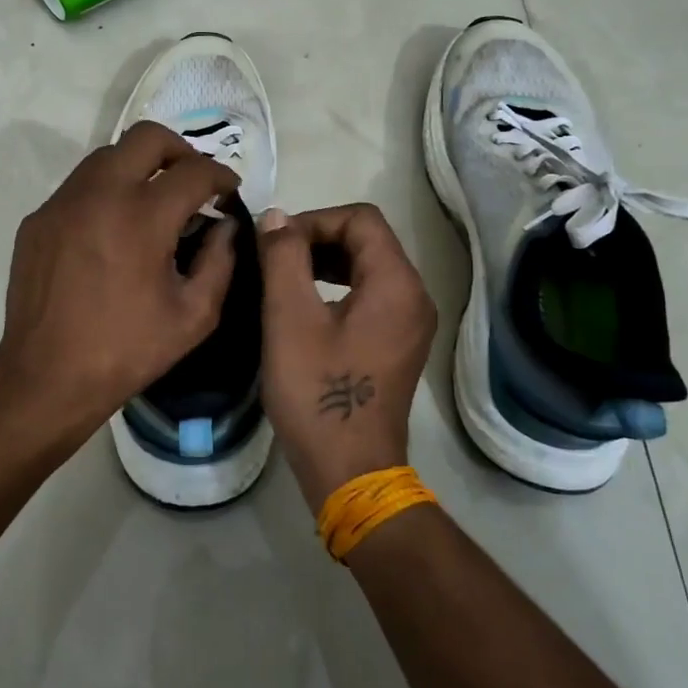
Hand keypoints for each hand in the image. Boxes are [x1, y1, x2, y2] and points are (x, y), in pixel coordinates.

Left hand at [0, 121, 239, 451]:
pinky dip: (105, 193)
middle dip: (179, 150)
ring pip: (106, 156)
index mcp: (143, 217)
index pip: (193, 170)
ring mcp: (62, 204)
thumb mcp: (194, 316)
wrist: (47, 376)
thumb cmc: (127, 350)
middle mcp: (100, 195)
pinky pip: (78, 187)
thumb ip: (221, 261)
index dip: (220, 176)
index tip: (227, 191)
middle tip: (191, 181)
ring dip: (138, 167)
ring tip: (152, 201)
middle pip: (146, 137)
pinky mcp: (38, 220)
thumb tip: (227, 225)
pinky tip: (112, 229)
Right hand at [257, 204, 437, 512]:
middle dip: (317, 238)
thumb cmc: (317, 392)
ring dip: (325, 262)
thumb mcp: (289, 318)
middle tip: (274, 259)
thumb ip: (283, 257)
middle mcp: (414, 296)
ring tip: (283, 278)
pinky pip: (370, 295)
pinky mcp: (398, 344)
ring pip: (368, 267)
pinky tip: (305, 307)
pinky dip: (337, 287)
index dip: (314, 220)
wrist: (349, 470)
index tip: (275, 244)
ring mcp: (410, 323)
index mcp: (396, 284)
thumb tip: (277, 217)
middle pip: (367, 240)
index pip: (360, 219)